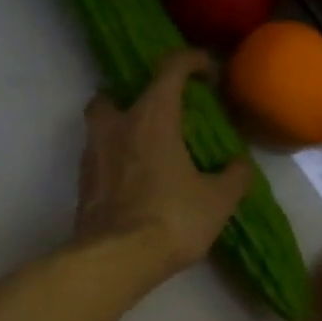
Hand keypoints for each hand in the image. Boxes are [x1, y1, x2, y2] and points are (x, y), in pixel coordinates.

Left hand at [75, 51, 251, 278]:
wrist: (116, 259)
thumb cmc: (172, 218)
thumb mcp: (218, 200)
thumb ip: (234, 177)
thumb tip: (239, 166)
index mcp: (152, 116)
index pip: (170, 69)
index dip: (190, 61)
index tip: (206, 70)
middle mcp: (116, 126)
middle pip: (115, 92)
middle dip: (135, 96)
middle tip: (158, 115)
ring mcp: (92, 154)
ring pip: (101, 126)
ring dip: (120, 130)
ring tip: (147, 152)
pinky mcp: (82, 185)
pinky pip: (98, 159)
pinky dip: (114, 162)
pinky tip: (134, 183)